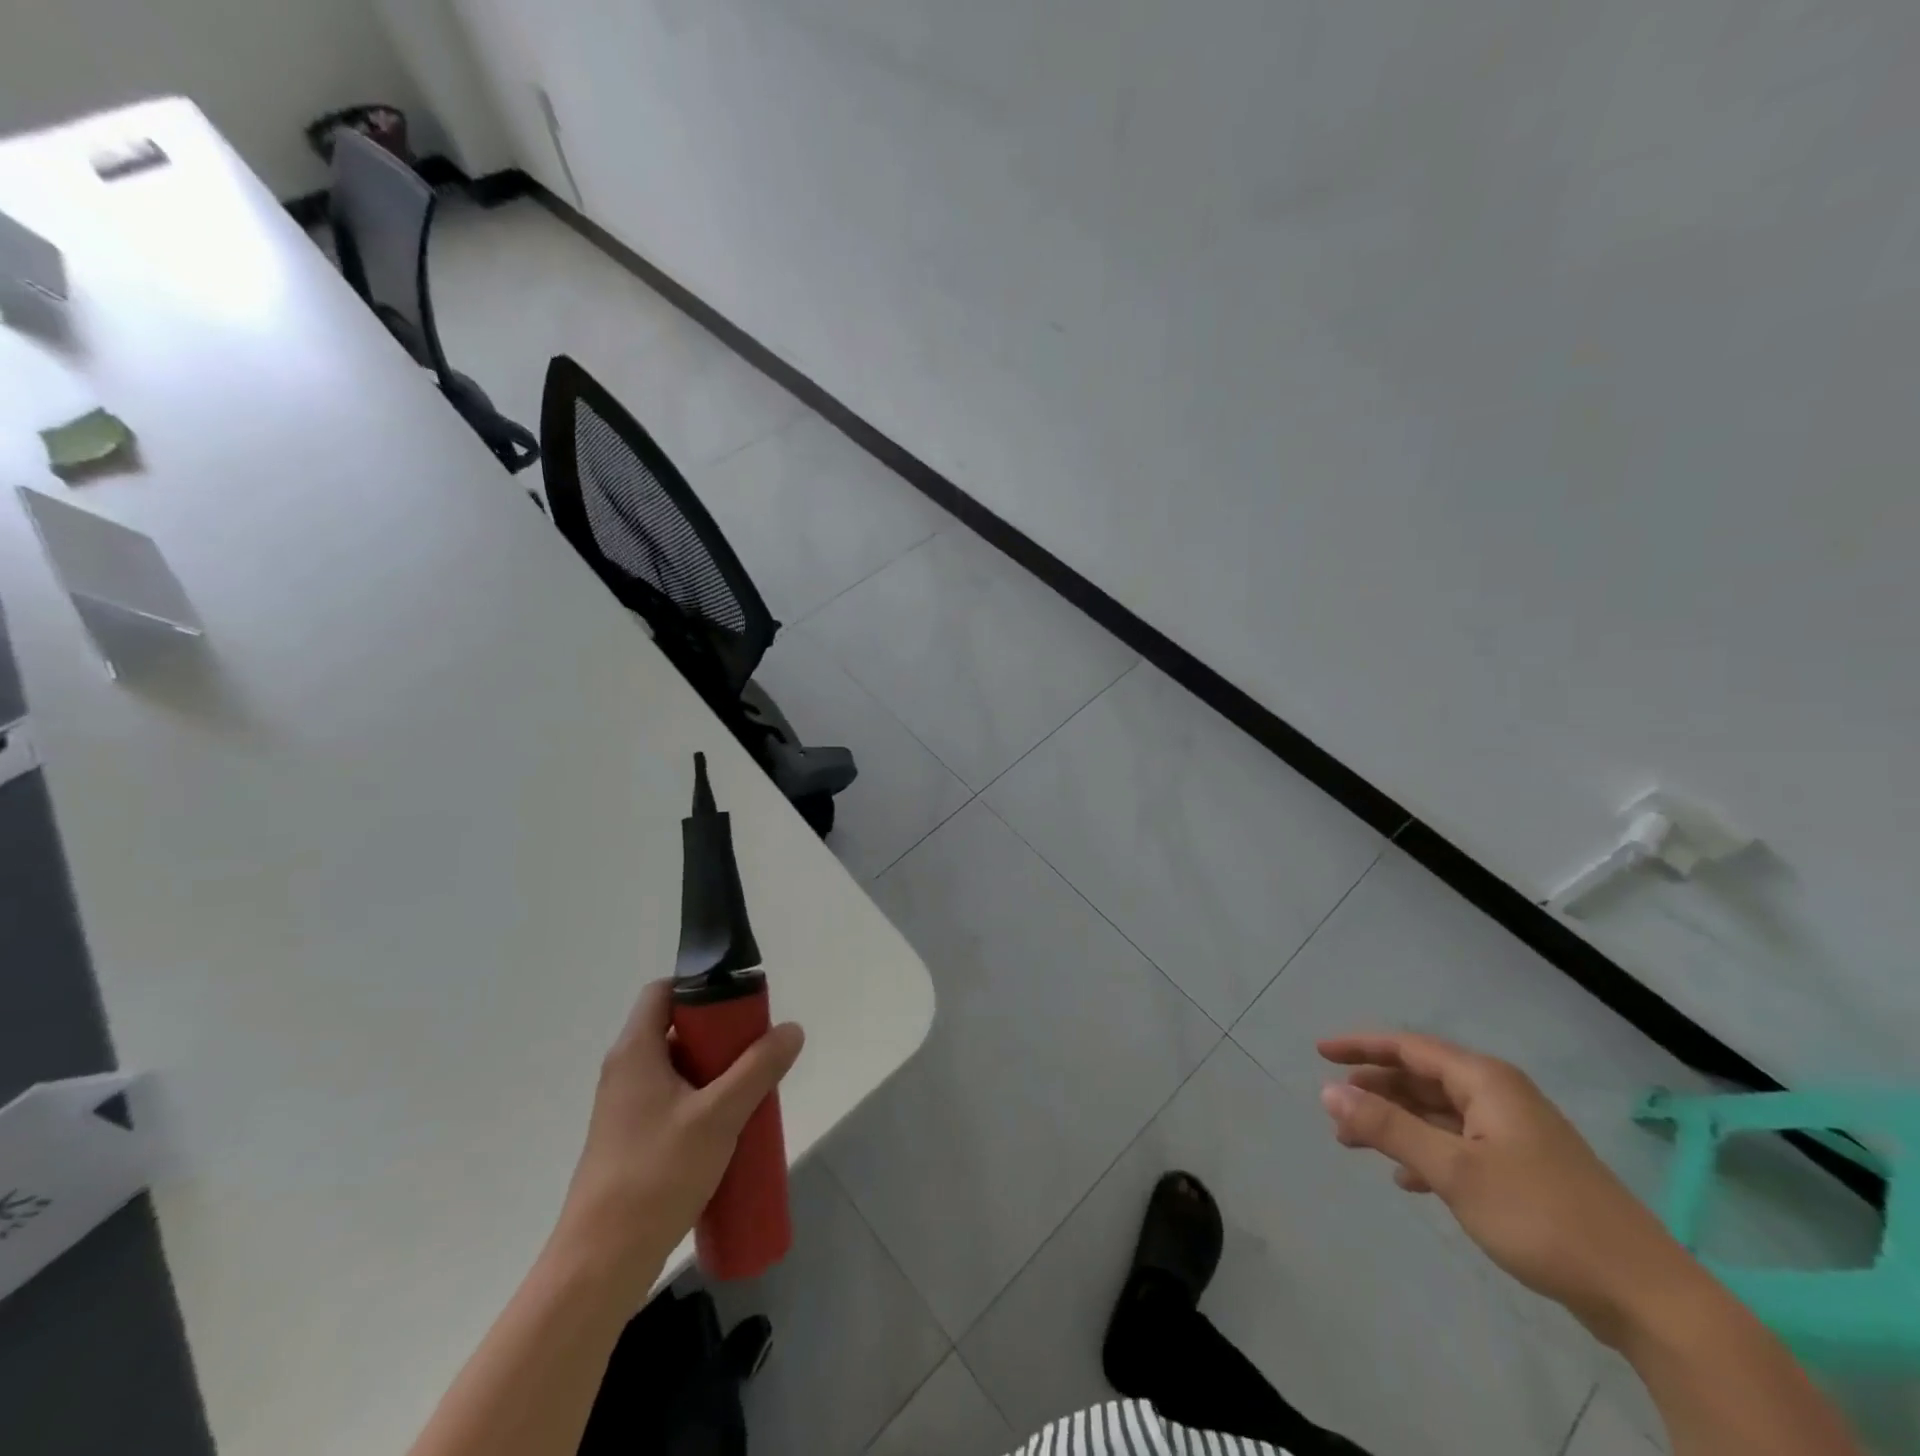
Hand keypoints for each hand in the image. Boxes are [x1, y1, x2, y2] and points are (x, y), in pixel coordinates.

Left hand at [549, 980, 803, 1301]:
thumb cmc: (656, 1176)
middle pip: (675, 1029)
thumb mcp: (718, 1116)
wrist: (600, 1266)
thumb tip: (791, 1029)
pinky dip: (702, 1101)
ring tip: (751, 1089)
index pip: (663, 991)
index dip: (701, 987)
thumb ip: (758, 1069)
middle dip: (720, 1035)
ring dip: (715, 1072)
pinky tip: (729, 1128)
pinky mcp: (631, 1141)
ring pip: (677, 1069)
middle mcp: (625, 1072)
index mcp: (635, 1051)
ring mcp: (625, 1110)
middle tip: (756, 1049)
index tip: (740, 1004)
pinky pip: (673, 1101)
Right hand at [1317, 1031, 1695, 1343]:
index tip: (1319, 1052)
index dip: (1361, 1046)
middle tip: (1334, 1106)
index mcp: (1486, 1082)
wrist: (1646, 1296)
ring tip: (1354, 1142)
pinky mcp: (1525, 1171)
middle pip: (1422, 1078)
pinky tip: (1406, 1180)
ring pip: (1438, 1114)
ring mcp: (1515, 1134)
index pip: (1408, 1047)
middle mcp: (1500, 1097)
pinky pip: (1459, 1146)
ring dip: (1396, 1124)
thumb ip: (1387, 1126)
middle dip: (1375, 1089)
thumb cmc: (1542, 1217)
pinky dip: (1426, 1154)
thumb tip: (1327, 1090)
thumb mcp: (1453, 1170)